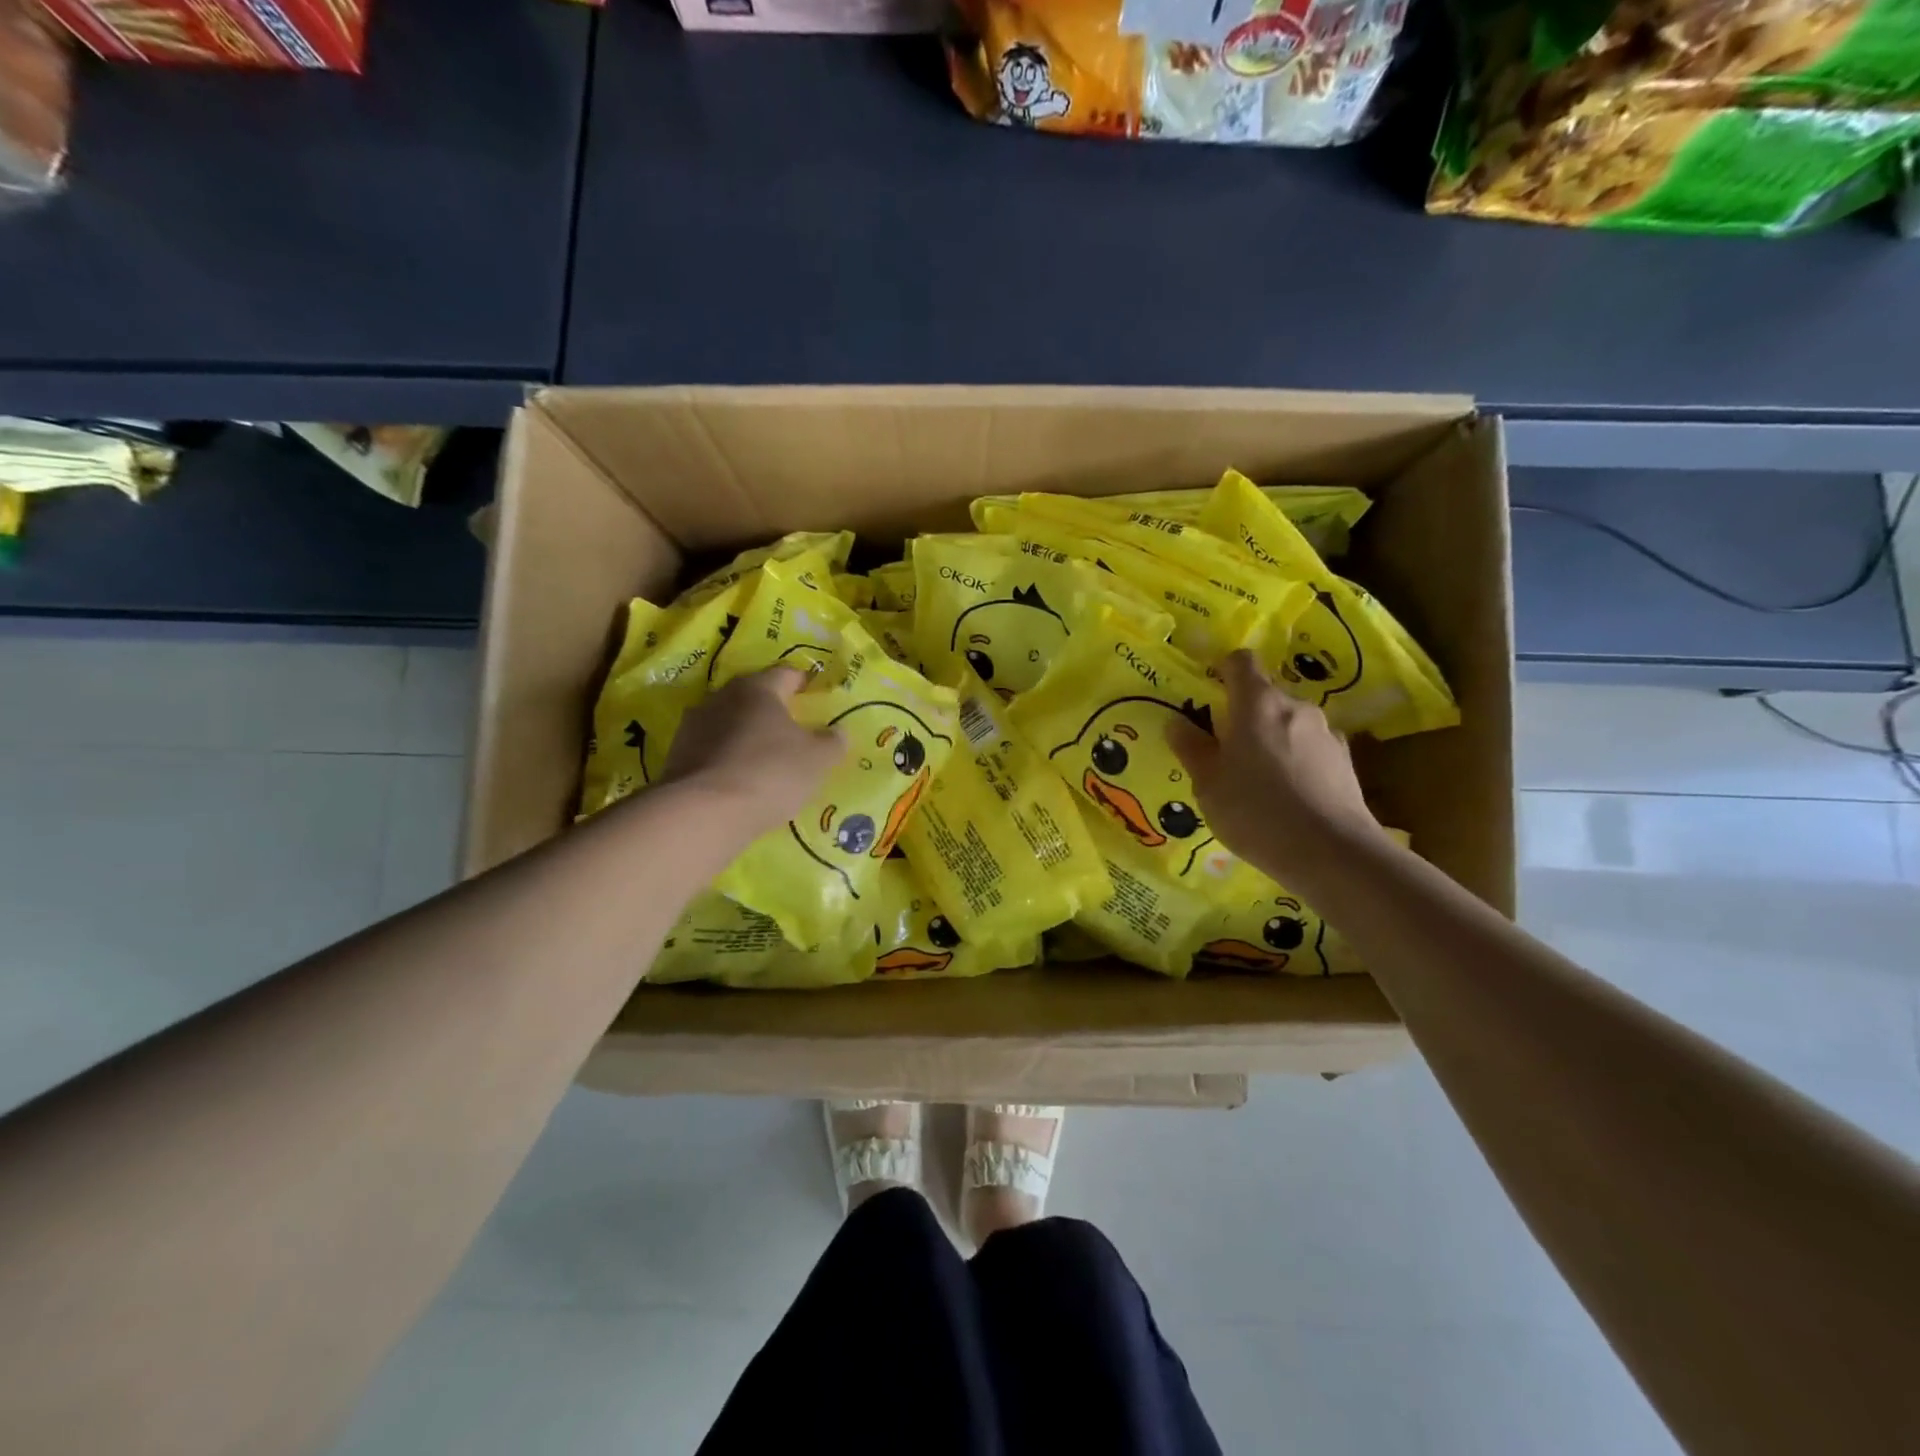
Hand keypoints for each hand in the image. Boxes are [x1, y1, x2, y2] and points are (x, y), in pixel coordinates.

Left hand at [661, 667, 843, 833]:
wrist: (703, 812)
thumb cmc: (770, 772)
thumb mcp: (817, 760)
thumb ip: (832, 742)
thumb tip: (839, 732)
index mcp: (758, 688)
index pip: (786, 674)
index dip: (804, 684)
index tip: (815, 698)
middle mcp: (722, 697)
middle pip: (754, 696)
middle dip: (773, 711)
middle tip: (793, 731)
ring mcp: (694, 725)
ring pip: (729, 722)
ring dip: (746, 735)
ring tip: (764, 759)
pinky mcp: (677, 755)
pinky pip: (711, 749)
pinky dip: (727, 758)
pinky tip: (739, 779)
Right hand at [1167, 650, 1384, 883]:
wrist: (1331, 852)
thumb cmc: (1256, 811)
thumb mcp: (1208, 783)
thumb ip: (1191, 748)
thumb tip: (1176, 722)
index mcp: (1257, 703)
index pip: (1241, 662)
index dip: (1223, 670)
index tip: (1209, 692)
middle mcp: (1295, 707)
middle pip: (1265, 696)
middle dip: (1244, 715)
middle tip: (1225, 751)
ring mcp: (1326, 733)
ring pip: (1288, 724)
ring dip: (1271, 739)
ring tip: (1257, 780)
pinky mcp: (1345, 761)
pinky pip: (1309, 748)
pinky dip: (1295, 760)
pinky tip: (1287, 795)